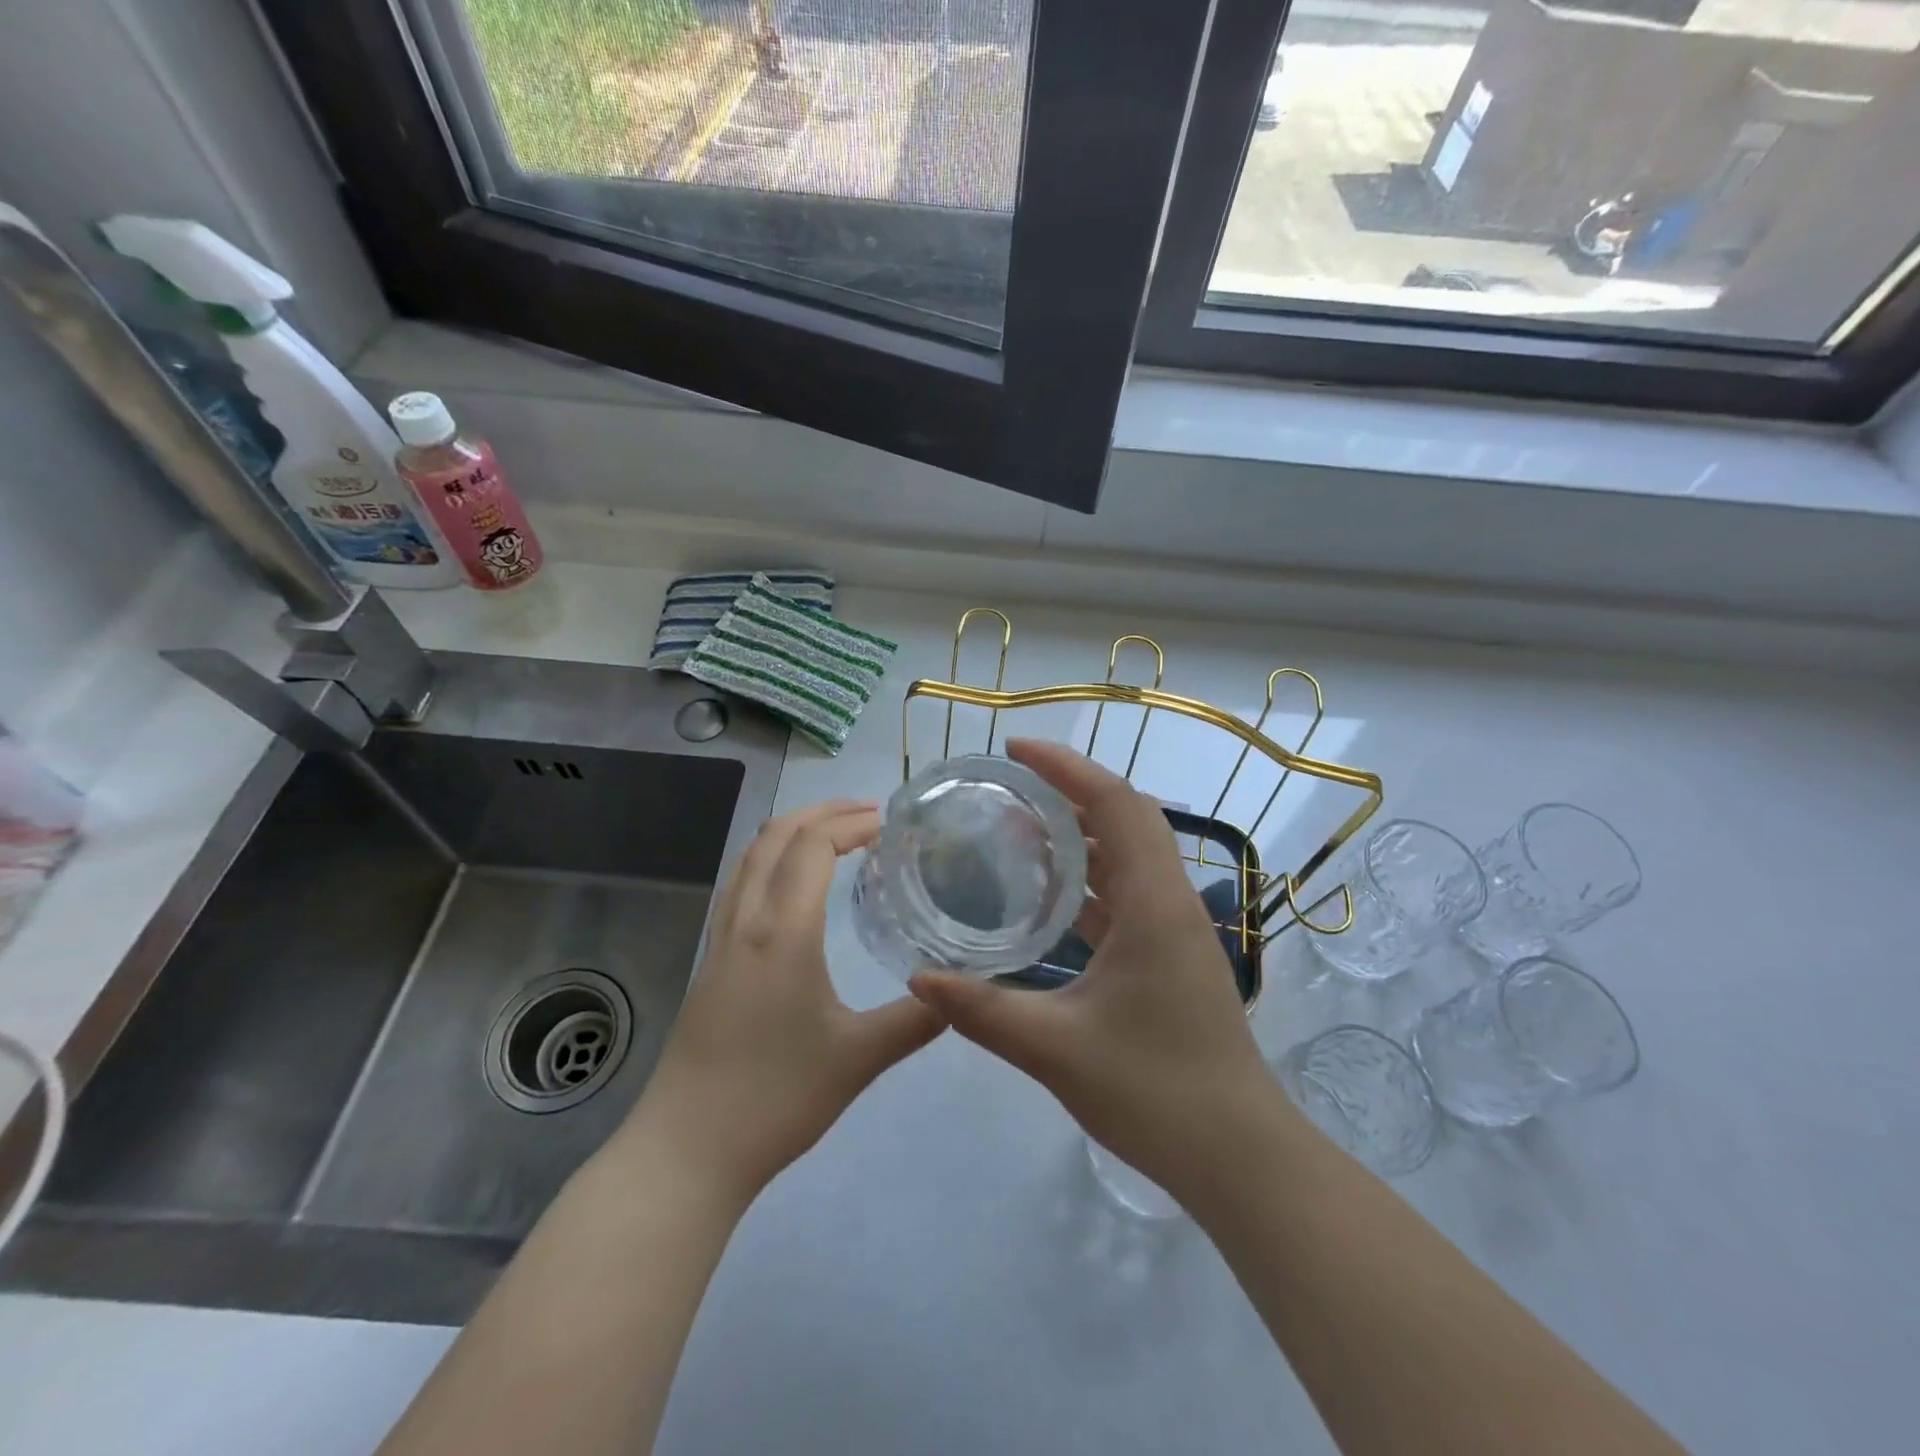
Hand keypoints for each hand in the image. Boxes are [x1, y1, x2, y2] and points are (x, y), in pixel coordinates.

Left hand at [620, 799, 945, 1207]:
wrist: (687, 1151)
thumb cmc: (775, 1098)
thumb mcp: (858, 1059)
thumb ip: (914, 1020)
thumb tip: (956, 990)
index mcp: (782, 933)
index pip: (812, 846)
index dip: (850, 823)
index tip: (890, 824)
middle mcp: (746, 922)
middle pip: (776, 836)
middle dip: (822, 811)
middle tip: (868, 813)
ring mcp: (721, 940)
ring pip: (751, 856)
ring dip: (792, 830)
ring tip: (835, 834)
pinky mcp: (711, 962)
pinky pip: (740, 884)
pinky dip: (771, 859)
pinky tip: (793, 885)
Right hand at [908, 740, 1277, 1199]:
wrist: (1239, 1157)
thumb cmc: (1156, 1093)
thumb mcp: (1056, 1049)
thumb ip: (983, 1010)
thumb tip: (918, 977)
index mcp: (1154, 903)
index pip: (1115, 804)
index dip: (1066, 768)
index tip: (1015, 751)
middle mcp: (1170, 901)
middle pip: (1126, 818)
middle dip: (1070, 791)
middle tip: (1009, 787)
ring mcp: (1174, 930)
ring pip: (1128, 856)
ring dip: (1080, 835)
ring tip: (1019, 831)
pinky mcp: (1170, 956)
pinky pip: (1127, 894)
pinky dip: (1088, 880)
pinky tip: (1049, 897)